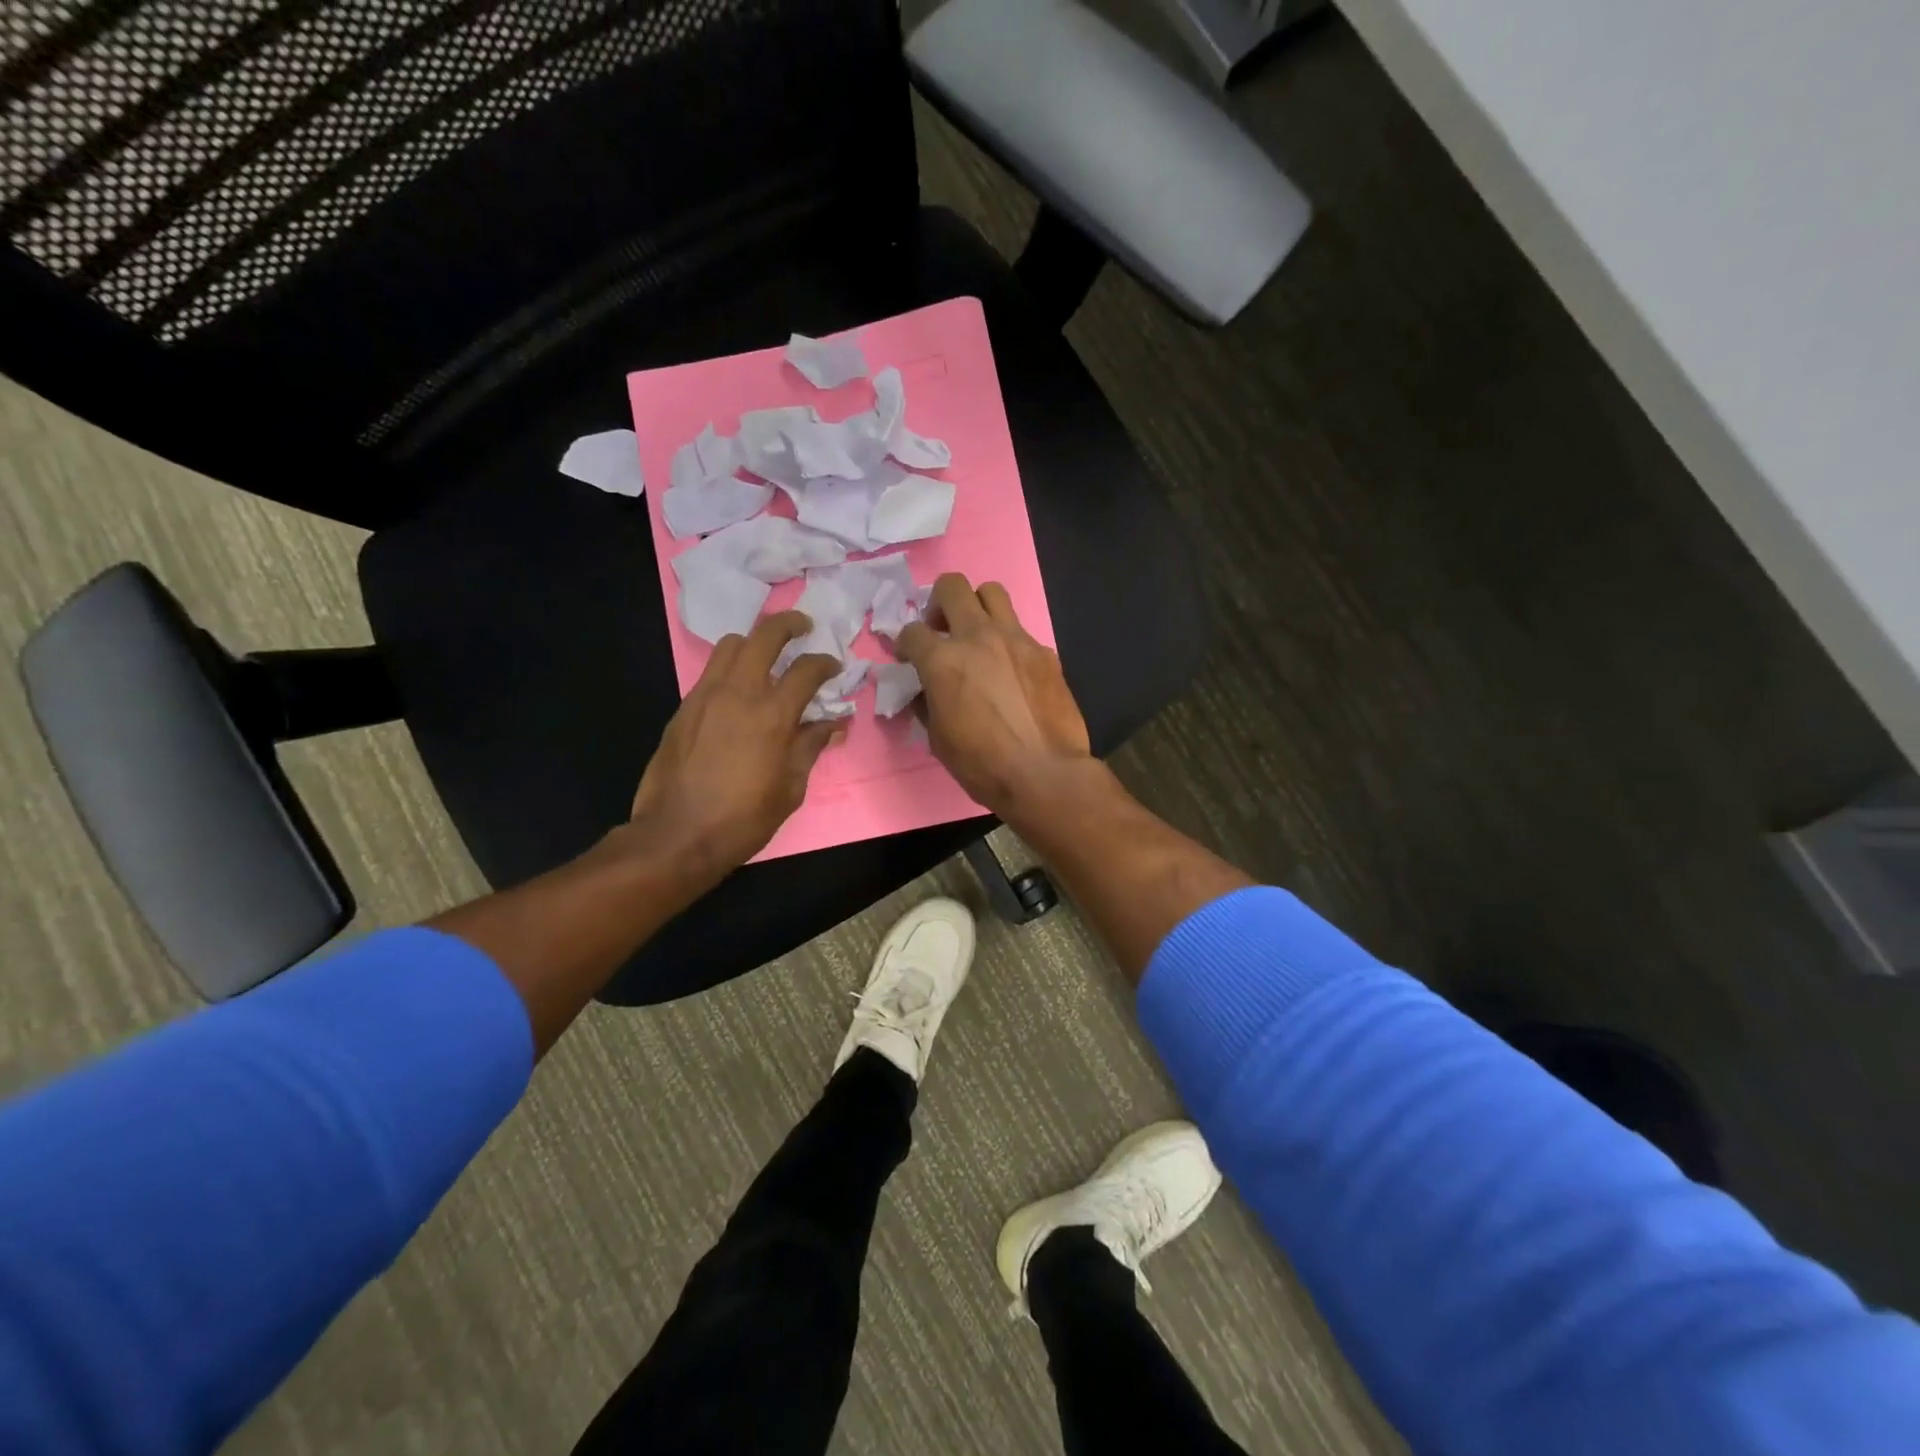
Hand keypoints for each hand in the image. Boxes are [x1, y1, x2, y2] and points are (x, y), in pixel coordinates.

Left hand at [629, 611, 842, 882]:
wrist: (677, 835)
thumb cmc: (744, 818)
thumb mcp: (790, 788)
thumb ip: (810, 747)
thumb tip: (833, 725)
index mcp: (772, 715)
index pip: (806, 670)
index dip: (825, 663)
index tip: (834, 666)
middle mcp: (738, 693)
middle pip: (764, 636)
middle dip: (788, 625)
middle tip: (803, 628)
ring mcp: (705, 696)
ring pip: (731, 646)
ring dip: (754, 642)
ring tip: (766, 657)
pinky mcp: (683, 708)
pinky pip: (710, 672)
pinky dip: (731, 668)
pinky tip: (739, 691)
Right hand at [895, 574, 1090, 813]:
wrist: (1045, 774)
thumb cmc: (982, 765)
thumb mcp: (938, 739)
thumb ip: (927, 703)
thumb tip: (926, 691)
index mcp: (943, 661)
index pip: (911, 631)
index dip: (905, 644)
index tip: (909, 658)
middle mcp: (978, 637)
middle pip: (952, 587)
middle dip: (938, 602)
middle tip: (942, 629)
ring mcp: (1016, 639)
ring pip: (992, 592)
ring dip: (978, 607)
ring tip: (978, 635)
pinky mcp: (1044, 651)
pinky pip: (1021, 630)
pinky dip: (1008, 641)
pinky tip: (1011, 670)